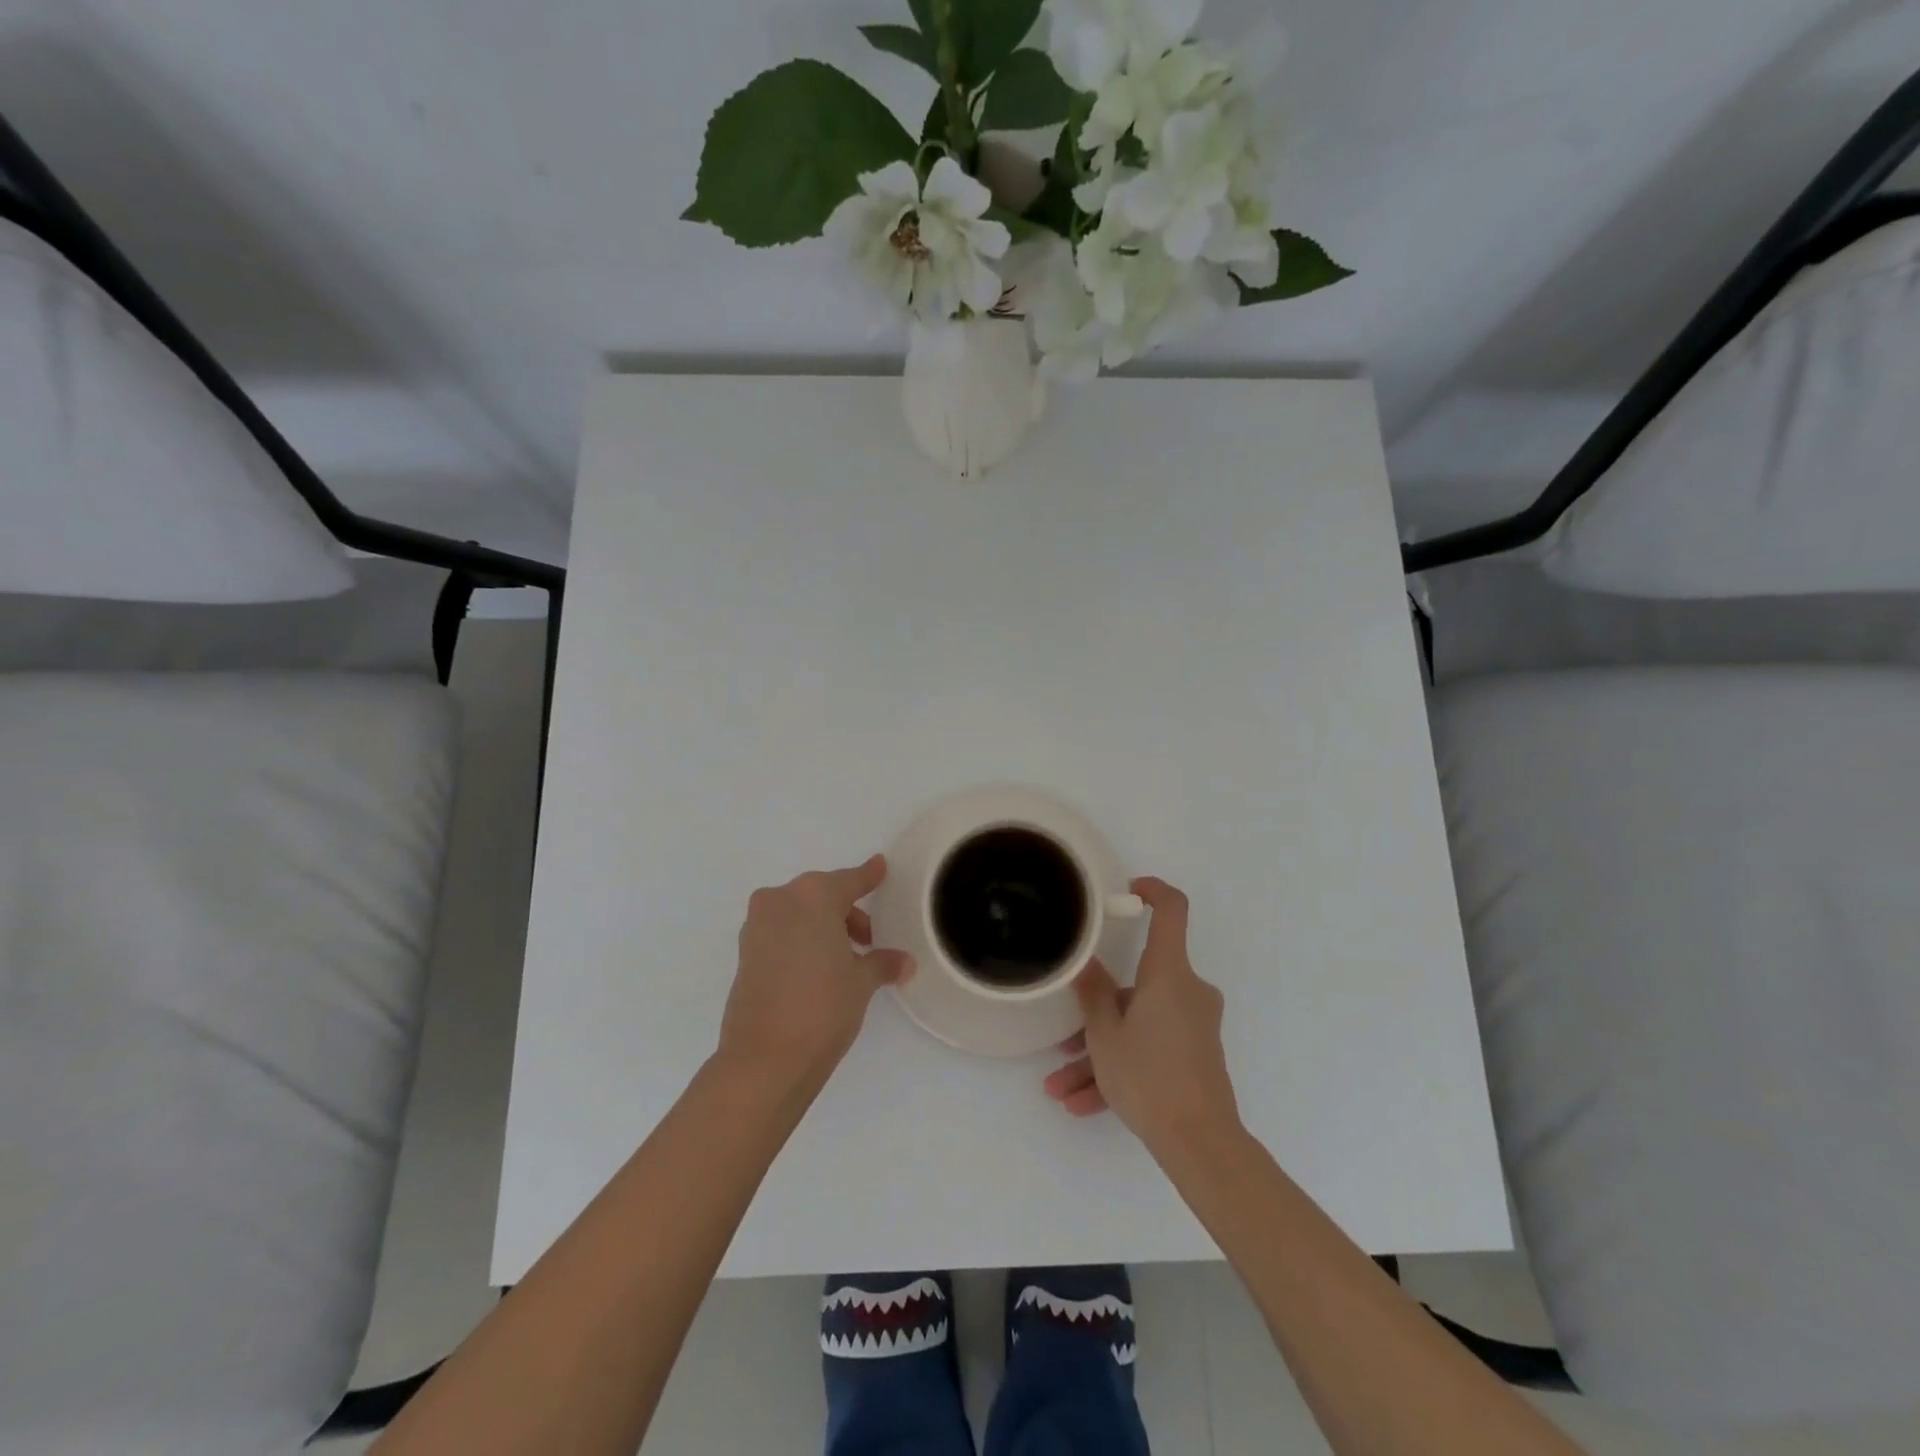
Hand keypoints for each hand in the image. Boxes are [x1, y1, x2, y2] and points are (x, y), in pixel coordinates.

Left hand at [716, 855, 912, 1096]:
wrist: (764, 1059)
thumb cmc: (823, 1007)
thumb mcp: (861, 982)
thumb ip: (882, 963)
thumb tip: (904, 962)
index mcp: (813, 896)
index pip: (850, 880)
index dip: (868, 876)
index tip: (880, 865)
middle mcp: (781, 900)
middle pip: (822, 896)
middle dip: (847, 913)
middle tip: (869, 941)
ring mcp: (757, 925)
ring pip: (799, 914)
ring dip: (822, 928)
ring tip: (845, 961)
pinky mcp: (744, 952)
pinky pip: (782, 932)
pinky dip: (801, 941)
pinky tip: (818, 969)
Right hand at [1043, 877, 1240, 1161]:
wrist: (1200, 1144)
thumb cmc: (1149, 1076)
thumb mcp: (1105, 1035)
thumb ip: (1093, 993)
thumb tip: (1086, 963)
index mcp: (1169, 973)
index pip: (1173, 910)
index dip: (1152, 891)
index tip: (1127, 892)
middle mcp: (1187, 991)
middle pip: (1136, 985)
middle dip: (1096, 1014)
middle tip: (1063, 1044)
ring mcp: (1193, 1024)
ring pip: (1137, 1024)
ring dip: (1099, 1053)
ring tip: (1061, 1089)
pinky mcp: (1194, 1054)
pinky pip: (1150, 1048)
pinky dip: (1120, 1068)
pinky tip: (1083, 1105)